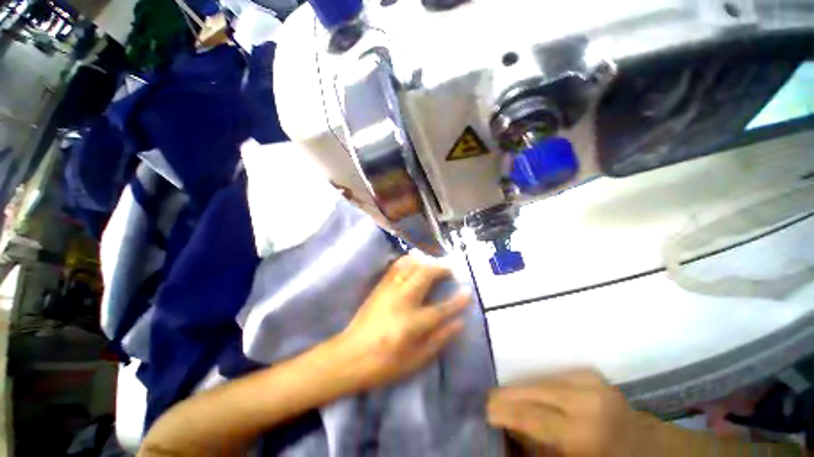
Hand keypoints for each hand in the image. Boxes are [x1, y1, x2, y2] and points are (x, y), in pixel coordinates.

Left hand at [337, 254, 470, 388]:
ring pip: (411, 266)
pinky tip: (414, 260)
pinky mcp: (380, 287)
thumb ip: (439, 340)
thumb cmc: (384, 364)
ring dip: (425, 261)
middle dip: (441, 269)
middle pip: (425, 276)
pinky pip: (396, 267)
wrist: (349, 355)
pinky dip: (408, 260)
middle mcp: (402, 301)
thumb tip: (459, 323)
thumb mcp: (415, 361)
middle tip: (450, 270)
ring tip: (434, 263)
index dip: (458, 300)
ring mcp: (389, 291)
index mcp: (412, 324)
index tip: (468, 290)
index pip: (441, 308)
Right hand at [487, 370, 632, 456]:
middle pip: (535, 390)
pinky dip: (539, 382)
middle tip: (491, 399)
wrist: (641, 445)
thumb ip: (536, 444)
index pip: (533, 415)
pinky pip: (553, 374)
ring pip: (542, 379)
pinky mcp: (591, 372)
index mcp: (583, 432)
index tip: (486, 409)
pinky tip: (532, 390)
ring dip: (523, 388)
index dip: (506, 411)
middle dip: (510, 394)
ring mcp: (591, 381)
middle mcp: (586, 400)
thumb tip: (509, 425)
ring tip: (509, 397)